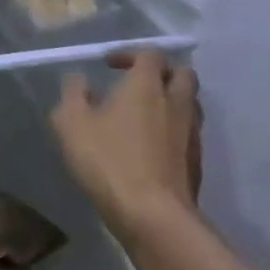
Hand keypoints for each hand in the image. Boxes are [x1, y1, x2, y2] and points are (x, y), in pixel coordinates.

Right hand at [52, 50, 202, 237]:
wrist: (154, 215)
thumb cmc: (109, 161)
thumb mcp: (72, 124)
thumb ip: (74, 94)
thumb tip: (80, 80)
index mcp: (147, 85)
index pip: (150, 54)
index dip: (130, 54)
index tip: (110, 66)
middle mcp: (176, 101)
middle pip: (182, 74)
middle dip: (162, 73)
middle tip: (139, 86)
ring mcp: (192, 132)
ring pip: (190, 104)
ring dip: (172, 102)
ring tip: (147, 116)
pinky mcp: (197, 161)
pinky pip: (189, 134)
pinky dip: (174, 131)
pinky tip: (154, 148)